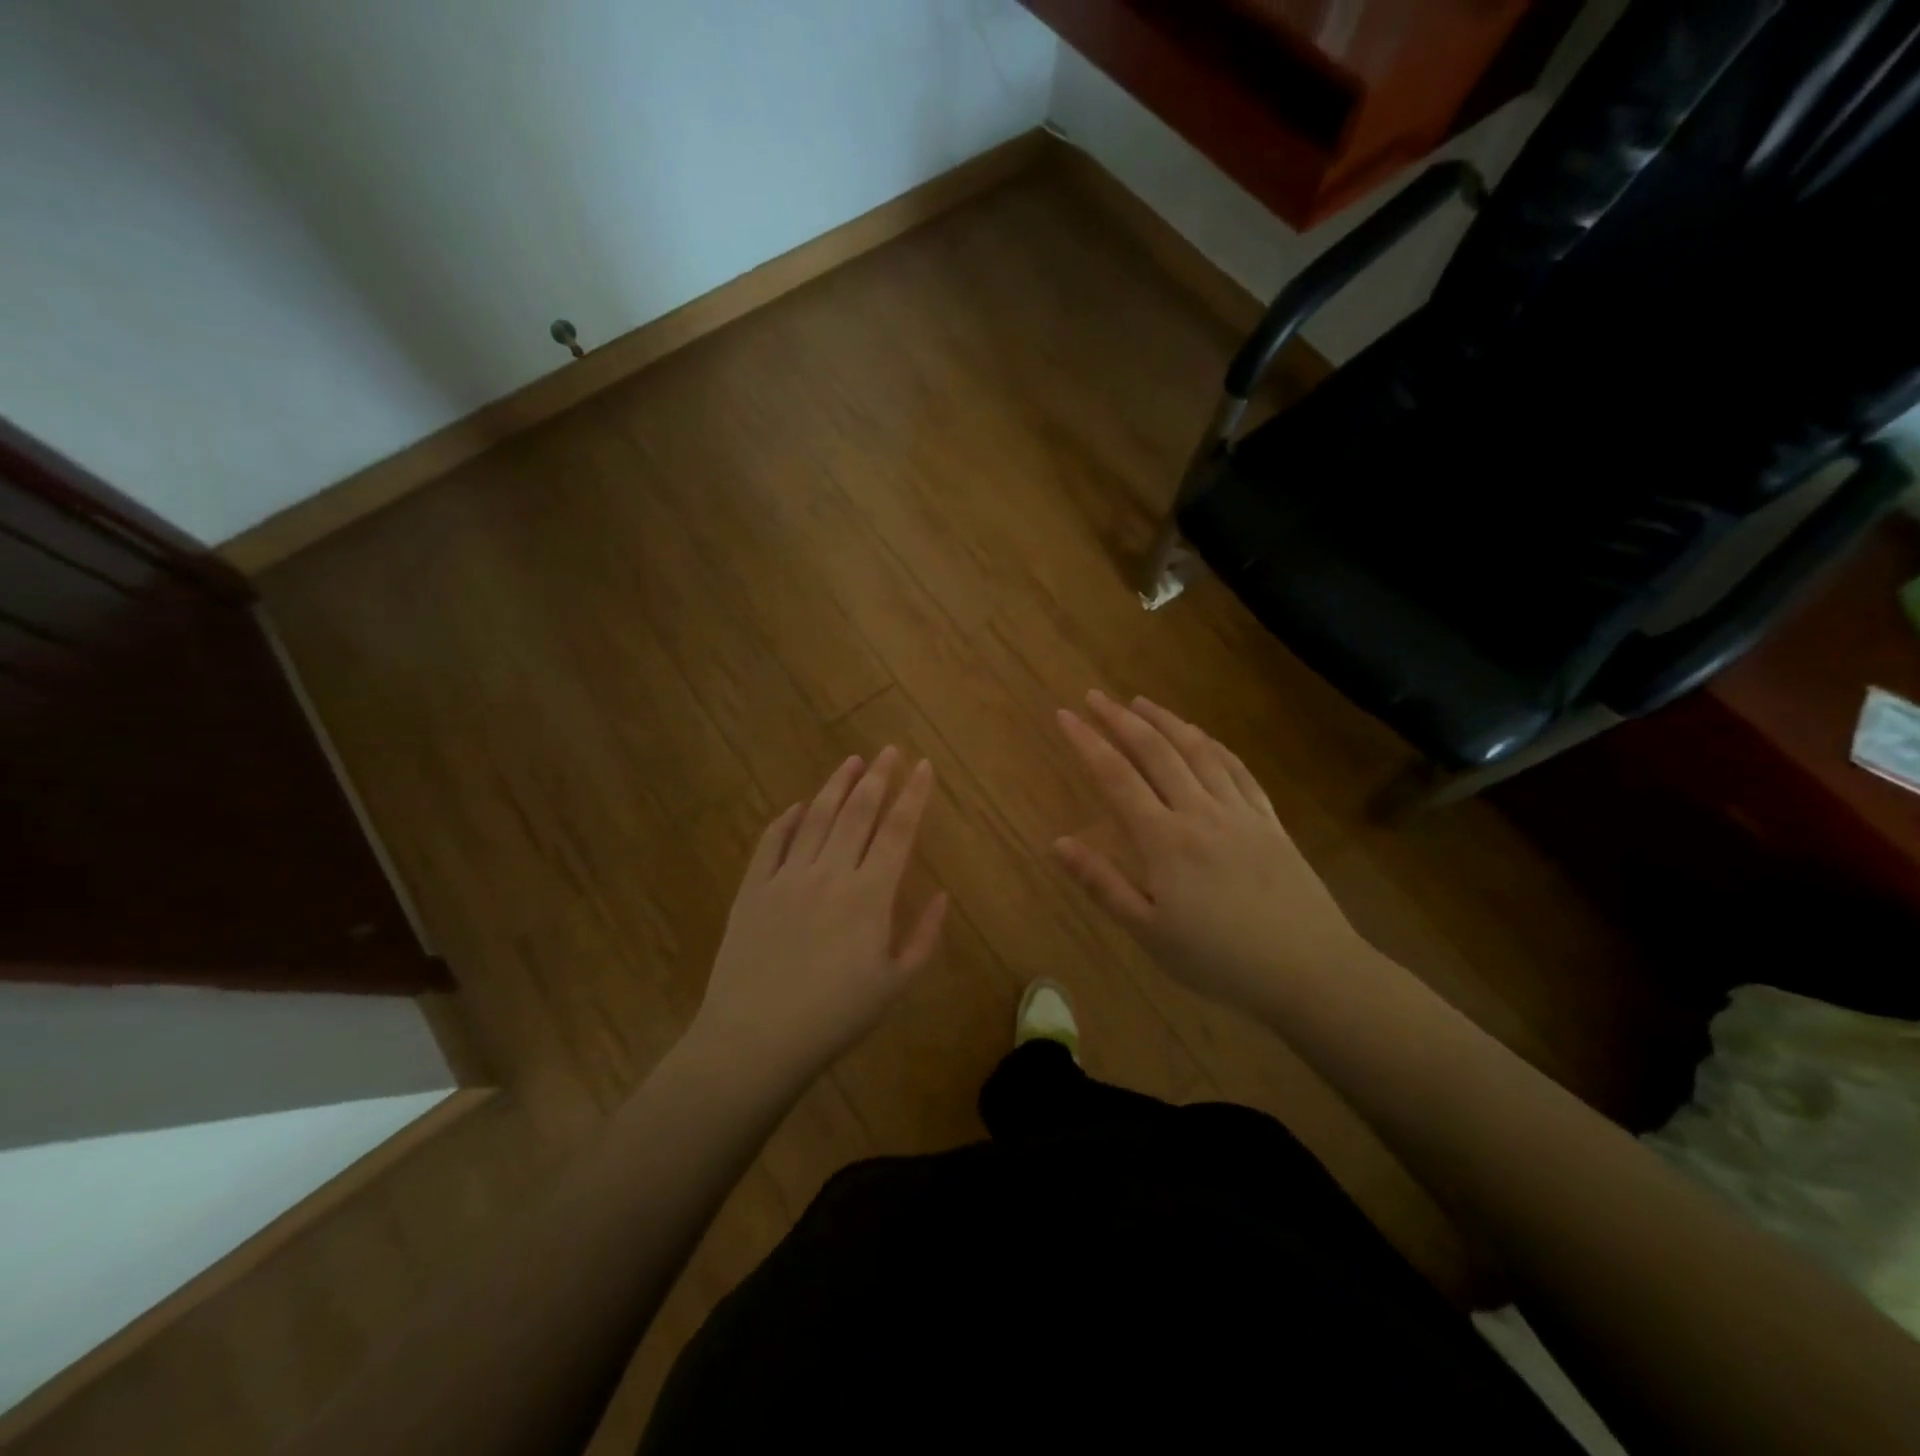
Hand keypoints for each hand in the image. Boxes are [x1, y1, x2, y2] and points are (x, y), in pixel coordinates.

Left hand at [693, 748, 947, 1083]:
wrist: (756, 1040)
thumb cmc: (835, 1018)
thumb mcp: (895, 985)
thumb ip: (924, 937)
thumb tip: (943, 895)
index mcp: (869, 895)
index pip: (898, 830)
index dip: (913, 794)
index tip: (923, 765)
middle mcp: (830, 873)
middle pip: (858, 812)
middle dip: (877, 777)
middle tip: (889, 750)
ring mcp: (787, 877)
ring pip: (816, 818)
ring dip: (836, 786)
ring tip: (851, 762)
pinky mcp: (752, 889)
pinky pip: (772, 842)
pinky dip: (787, 820)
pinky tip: (798, 806)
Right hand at [1053, 691, 1367, 1016]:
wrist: (1308, 969)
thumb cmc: (1219, 958)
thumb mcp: (1149, 932)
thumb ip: (1103, 884)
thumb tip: (1058, 843)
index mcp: (1164, 839)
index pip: (1116, 776)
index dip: (1087, 742)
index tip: (1065, 715)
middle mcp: (1199, 811)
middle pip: (1156, 751)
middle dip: (1120, 719)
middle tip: (1095, 696)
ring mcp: (1239, 812)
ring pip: (1197, 751)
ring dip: (1166, 721)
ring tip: (1141, 702)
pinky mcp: (1269, 820)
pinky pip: (1238, 770)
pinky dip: (1213, 745)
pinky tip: (1202, 736)